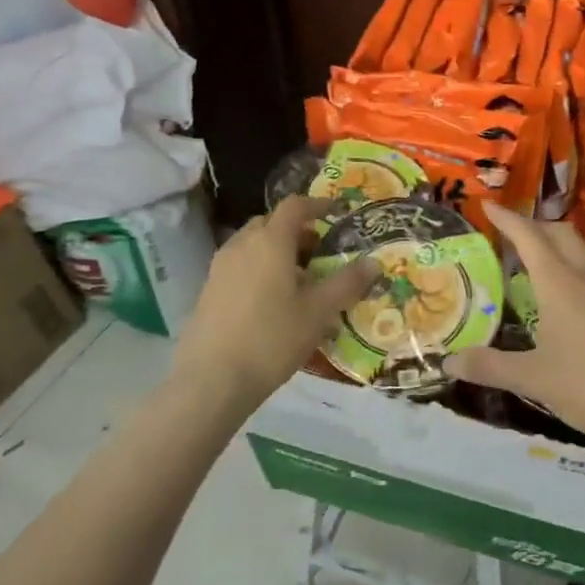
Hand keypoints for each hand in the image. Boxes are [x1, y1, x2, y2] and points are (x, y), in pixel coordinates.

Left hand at [174, 197, 377, 405]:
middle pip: (270, 222)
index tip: (335, 212)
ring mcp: (220, 267)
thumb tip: (375, 263)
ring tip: (297, 279)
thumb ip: (347, 283)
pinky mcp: (209, 290)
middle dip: (296, 230)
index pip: (294, 206)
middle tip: (319, 251)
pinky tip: (272, 301)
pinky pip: (239, 265)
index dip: (316, 204)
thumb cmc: (272, 338)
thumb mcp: (319, 312)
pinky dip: (259, 268)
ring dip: (276, 250)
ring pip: (252, 244)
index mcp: (271, 241)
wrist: (212, 380)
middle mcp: (242, 245)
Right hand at [447, 203, 584, 453]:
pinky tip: (562, 302)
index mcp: (560, 285)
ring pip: (580, 253)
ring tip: (531, 265)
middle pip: (560, 234)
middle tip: (508, 236)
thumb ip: (491, 367)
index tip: (487, 205)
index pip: (529, 238)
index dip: (507, 219)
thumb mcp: (535, 380)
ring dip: (554, 247)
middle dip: (533, 226)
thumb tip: (449, 363)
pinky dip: (570, 271)